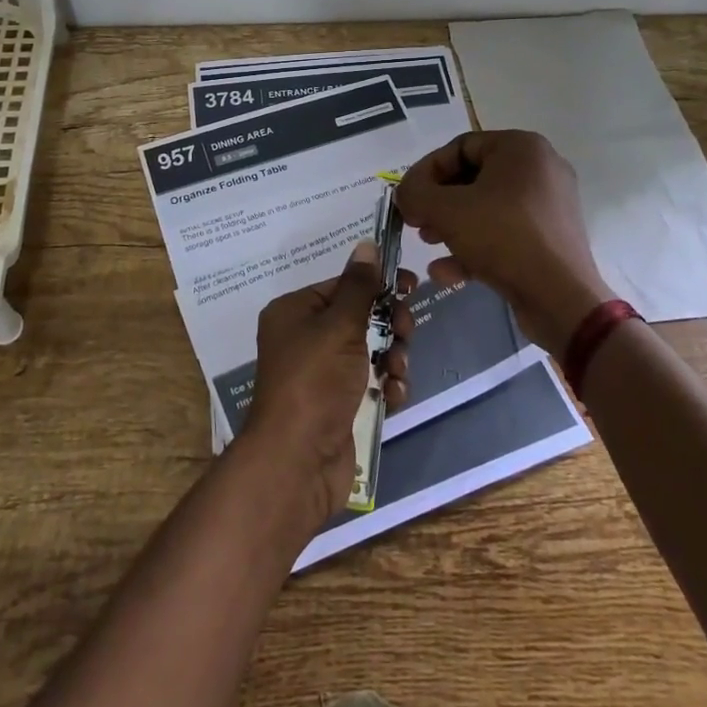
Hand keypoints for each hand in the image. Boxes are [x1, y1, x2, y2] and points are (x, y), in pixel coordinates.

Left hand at [243, 241, 413, 525]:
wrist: (297, 461)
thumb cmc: (314, 381)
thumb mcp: (339, 326)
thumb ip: (359, 287)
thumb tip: (366, 245)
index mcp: (295, 312)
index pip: (342, 286)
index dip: (377, 285)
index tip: (411, 285)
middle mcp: (305, 339)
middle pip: (360, 318)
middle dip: (388, 325)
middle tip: (404, 333)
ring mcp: (323, 375)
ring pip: (371, 351)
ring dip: (392, 358)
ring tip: (395, 372)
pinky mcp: (340, 406)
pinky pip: (371, 383)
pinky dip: (386, 387)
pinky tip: (392, 396)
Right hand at [395, 130, 611, 354]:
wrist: (561, 298)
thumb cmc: (503, 237)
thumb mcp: (446, 210)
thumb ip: (416, 193)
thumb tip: (405, 193)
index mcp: (521, 148)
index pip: (459, 147)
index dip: (426, 171)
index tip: (407, 198)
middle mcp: (540, 169)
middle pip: (472, 178)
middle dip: (438, 202)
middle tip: (415, 221)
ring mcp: (548, 206)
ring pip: (486, 208)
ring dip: (451, 225)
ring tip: (428, 243)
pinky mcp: (549, 239)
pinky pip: (504, 233)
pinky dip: (474, 246)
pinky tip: (445, 271)